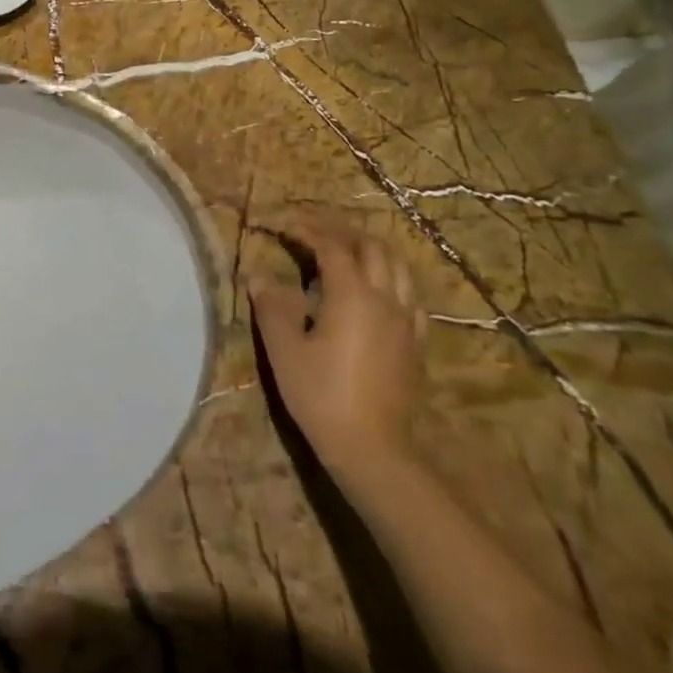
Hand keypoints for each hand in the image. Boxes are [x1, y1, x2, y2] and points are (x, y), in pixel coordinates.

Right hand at [247, 221, 426, 476]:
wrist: (373, 448)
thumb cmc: (321, 395)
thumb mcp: (284, 350)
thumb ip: (271, 306)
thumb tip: (257, 276)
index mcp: (352, 295)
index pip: (330, 245)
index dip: (303, 229)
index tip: (277, 224)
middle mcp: (385, 298)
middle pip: (371, 246)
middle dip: (339, 230)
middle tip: (308, 231)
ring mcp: (406, 321)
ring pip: (398, 266)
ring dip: (368, 249)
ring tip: (342, 251)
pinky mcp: (415, 342)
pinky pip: (409, 294)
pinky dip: (389, 278)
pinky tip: (374, 291)